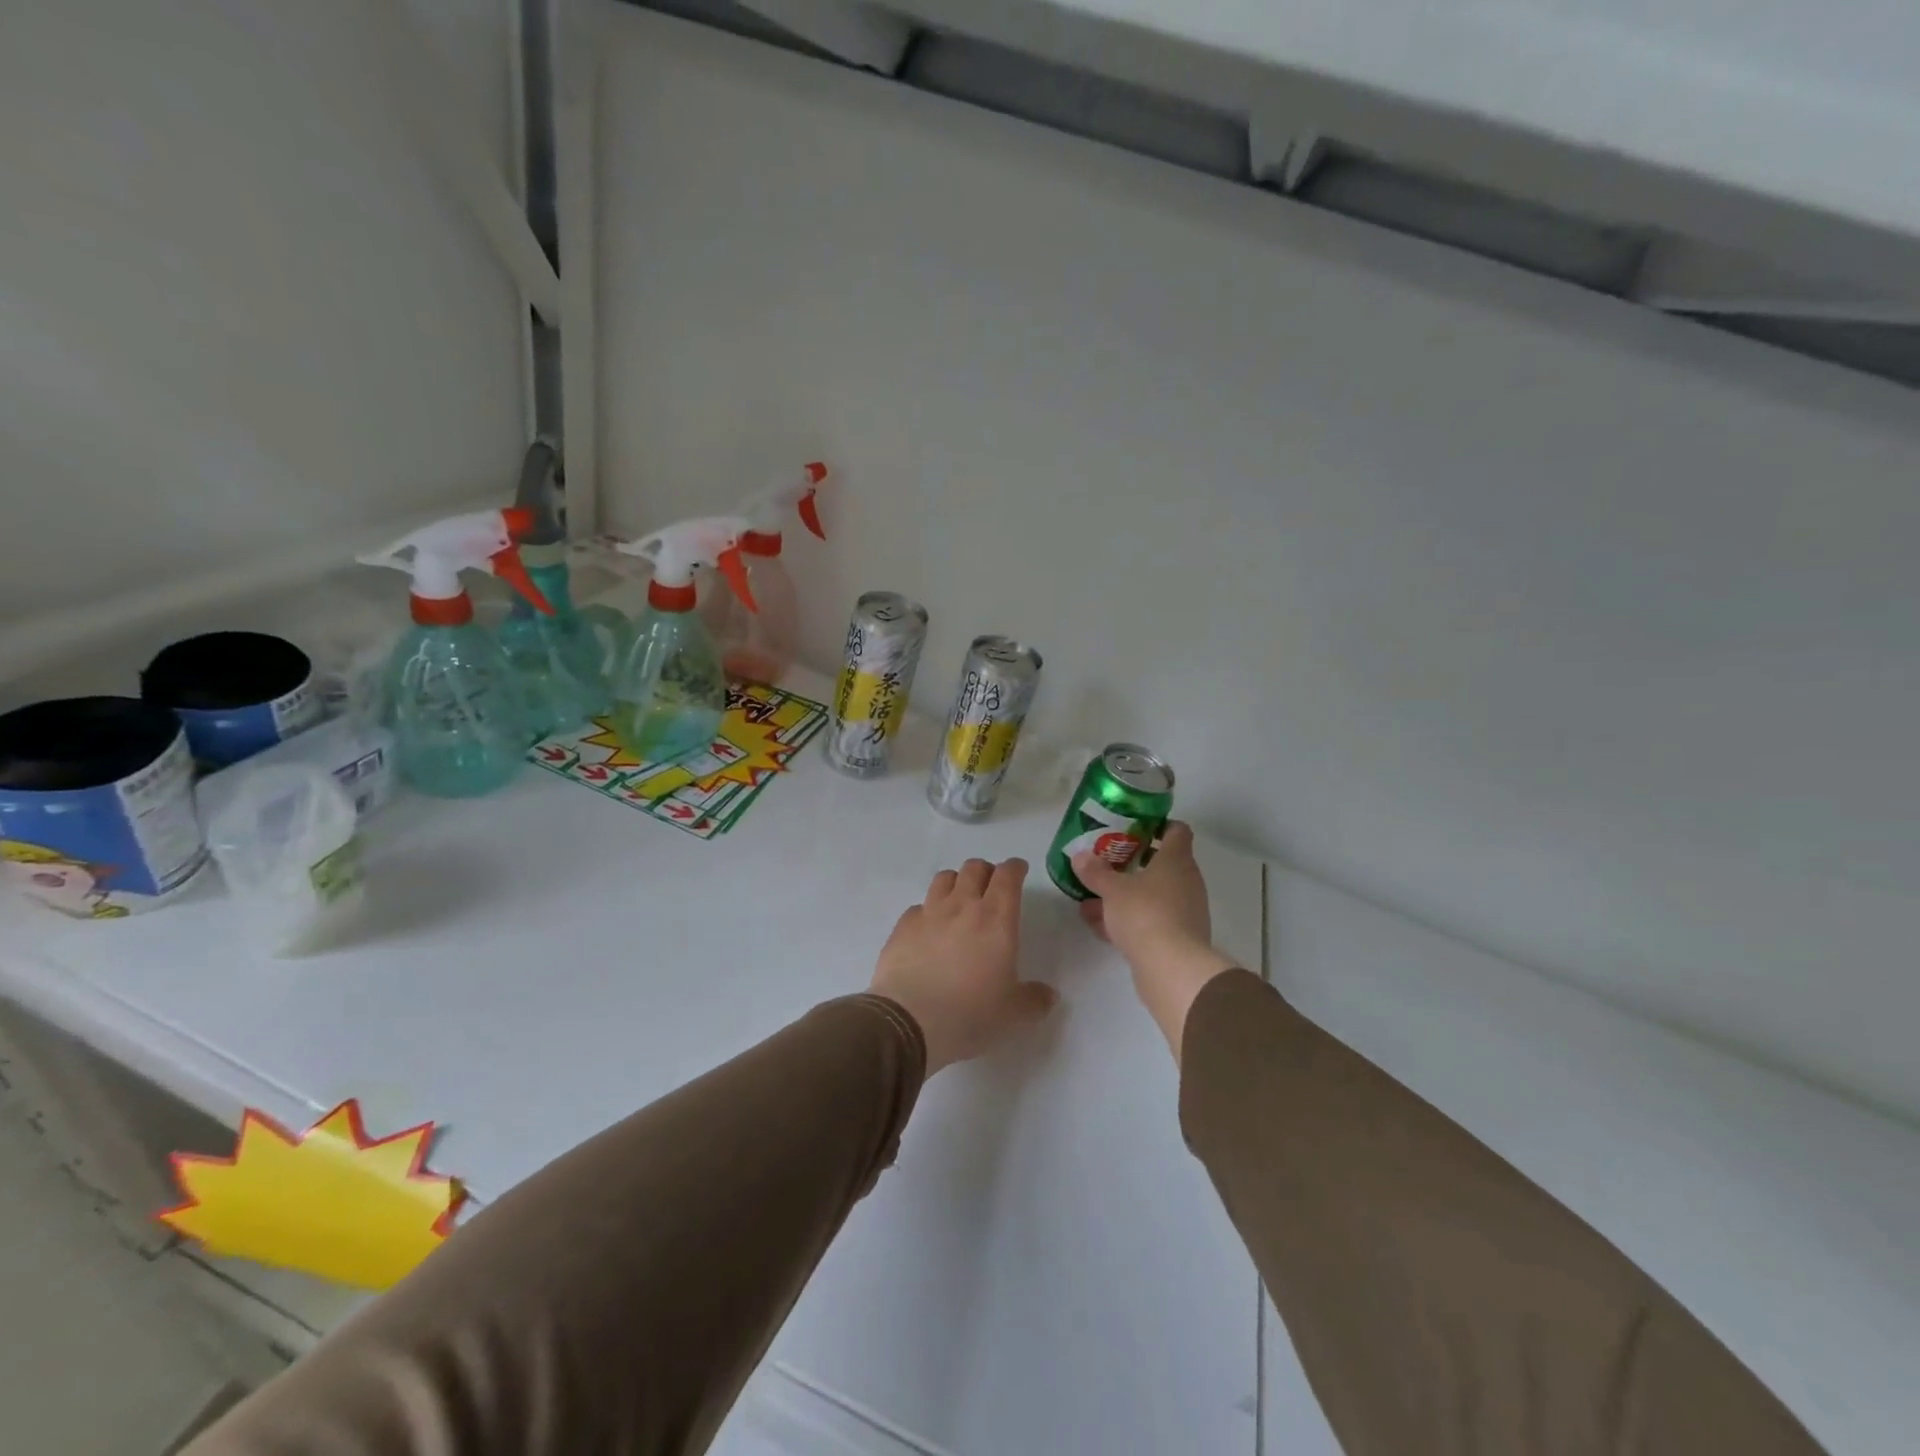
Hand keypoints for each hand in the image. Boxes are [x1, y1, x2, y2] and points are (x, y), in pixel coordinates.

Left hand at [871, 858, 1057, 1074]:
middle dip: (986, 871)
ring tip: (959, 900)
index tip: (1018, 871)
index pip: (1008, 876)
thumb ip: (1035, 1000)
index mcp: (996, 919)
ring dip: (956, 882)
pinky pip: (918, 906)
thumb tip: (1049, 995)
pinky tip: (929, 929)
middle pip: (974, 868)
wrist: (910, 1021)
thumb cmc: (971, 1013)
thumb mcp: (1014, 1014)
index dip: (1015, 868)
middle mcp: (962, 906)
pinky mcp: (902, 927)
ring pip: (944, 878)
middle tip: (991, 887)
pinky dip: (927, 910)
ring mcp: (929, 913)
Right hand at [1074, 822, 1237, 1063]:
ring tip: (1092, 898)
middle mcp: (1186, 882)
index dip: (1158, 825)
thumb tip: (1080, 855)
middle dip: (1133, 863)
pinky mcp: (1177, 938)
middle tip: (1107, 861)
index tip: (1133, 827)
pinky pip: (1149, 920)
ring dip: (1126, 895)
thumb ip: (1095, 871)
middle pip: (1162, 864)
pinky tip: (1100, 926)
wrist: (1171, 968)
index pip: (1177, 831)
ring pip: (1152, 895)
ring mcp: (1184, 911)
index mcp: (1176, 860)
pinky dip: (1128, 920)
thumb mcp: (1112, 889)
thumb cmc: (1144, 914)